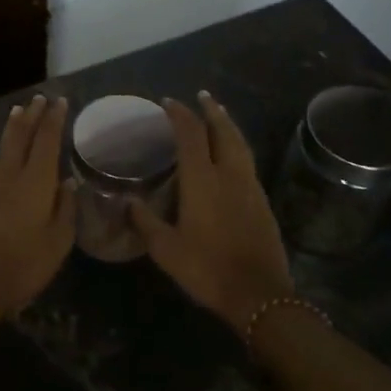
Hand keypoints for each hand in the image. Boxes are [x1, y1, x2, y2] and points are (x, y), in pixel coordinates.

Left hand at [0, 95, 75, 323]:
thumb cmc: (23, 266)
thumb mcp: (58, 242)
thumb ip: (66, 208)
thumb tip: (68, 181)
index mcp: (34, 181)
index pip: (46, 140)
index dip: (54, 119)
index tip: (60, 102)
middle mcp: (8, 174)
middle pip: (20, 135)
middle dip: (31, 115)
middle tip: (39, 99)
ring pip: (2, 147)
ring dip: (13, 128)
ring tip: (19, 115)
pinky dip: (2, 150)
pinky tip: (2, 155)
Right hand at [130, 92, 293, 329]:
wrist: (258, 293)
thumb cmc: (206, 268)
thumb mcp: (166, 249)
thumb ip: (145, 222)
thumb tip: (128, 202)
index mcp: (202, 179)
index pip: (190, 134)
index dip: (179, 114)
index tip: (167, 103)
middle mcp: (229, 174)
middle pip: (223, 131)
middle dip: (211, 111)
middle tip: (201, 97)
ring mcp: (250, 187)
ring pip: (240, 144)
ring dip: (228, 126)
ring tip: (219, 116)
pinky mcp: (262, 202)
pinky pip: (248, 162)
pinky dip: (237, 147)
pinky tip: (230, 156)